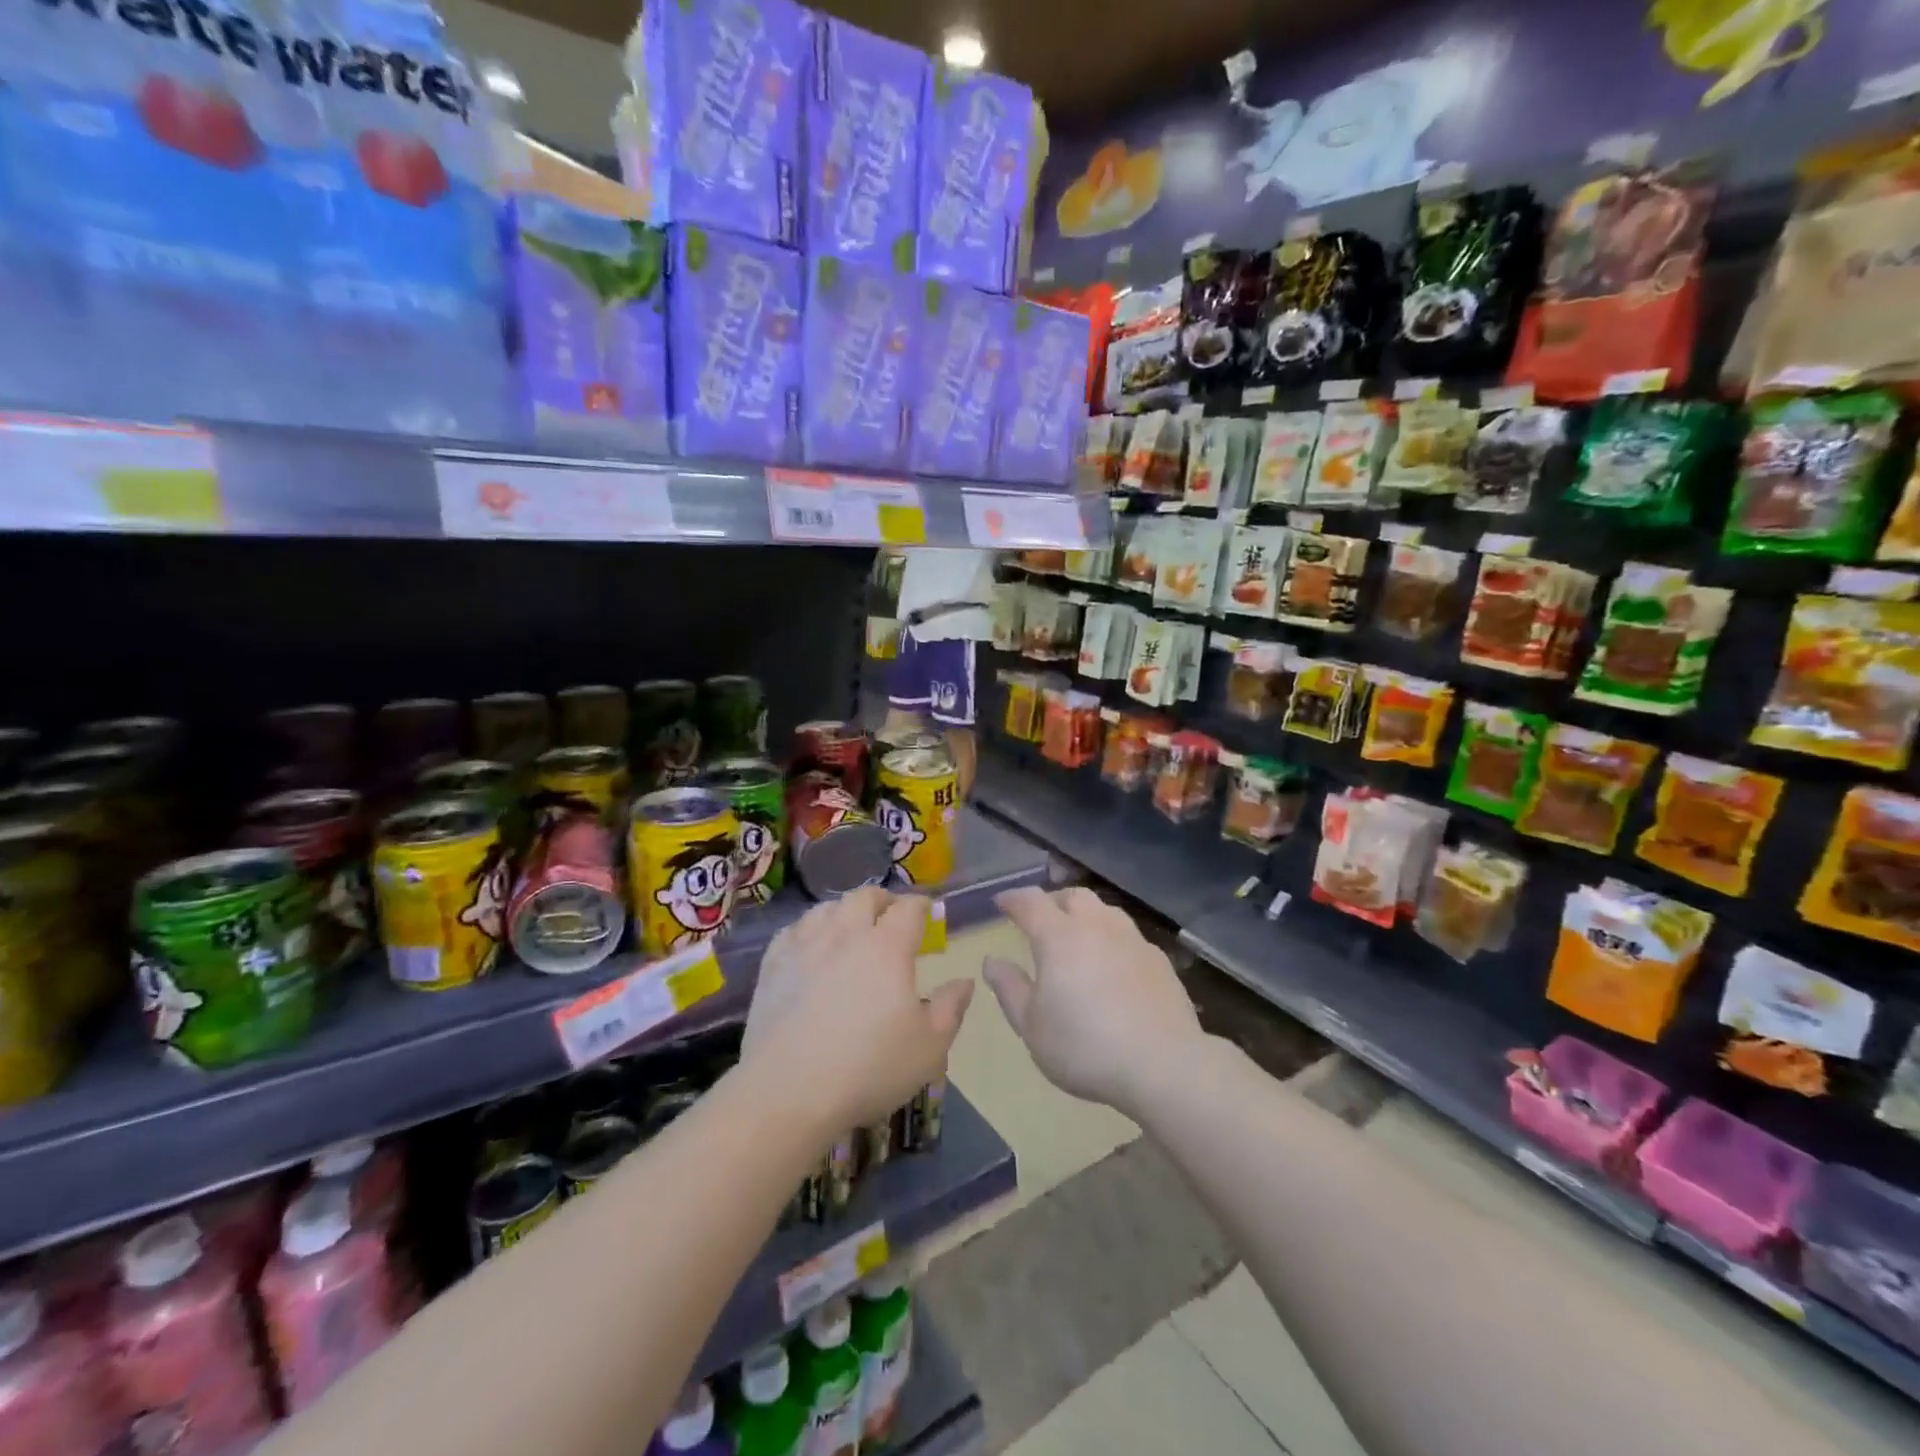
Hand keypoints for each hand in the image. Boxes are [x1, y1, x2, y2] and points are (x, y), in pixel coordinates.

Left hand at [743, 888, 972, 1137]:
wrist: (789, 1092)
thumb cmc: (869, 1068)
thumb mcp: (929, 1047)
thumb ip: (951, 1008)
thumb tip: (964, 981)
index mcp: (887, 947)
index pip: (909, 908)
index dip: (922, 906)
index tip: (928, 913)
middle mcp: (845, 934)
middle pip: (864, 897)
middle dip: (883, 900)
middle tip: (891, 916)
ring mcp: (804, 946)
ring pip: (826, 908)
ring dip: (845, 911)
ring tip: (851, 928)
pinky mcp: (772, 965)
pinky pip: (793, 930)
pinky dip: (809, 929)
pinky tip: (811, 945)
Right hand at [983, 887, 1205, 1117]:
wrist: (1164, 1065)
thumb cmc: (1085, 1047)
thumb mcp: (1032, 1026)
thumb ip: (1009, 988)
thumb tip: (992, 961)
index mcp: (1059, 937)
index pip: (1031, 902)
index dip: (1013, 898)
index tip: (1002, 903)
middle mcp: (1097, 926)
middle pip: (1073, 895)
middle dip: (1053, 901)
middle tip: (1041, 920)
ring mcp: (1132, 940)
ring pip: (1105, 910)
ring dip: (1086, 916)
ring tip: (1078, 938)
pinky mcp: (1159, 959)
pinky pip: (1128, 935)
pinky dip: (1112, 939)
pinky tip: (1113, 965)